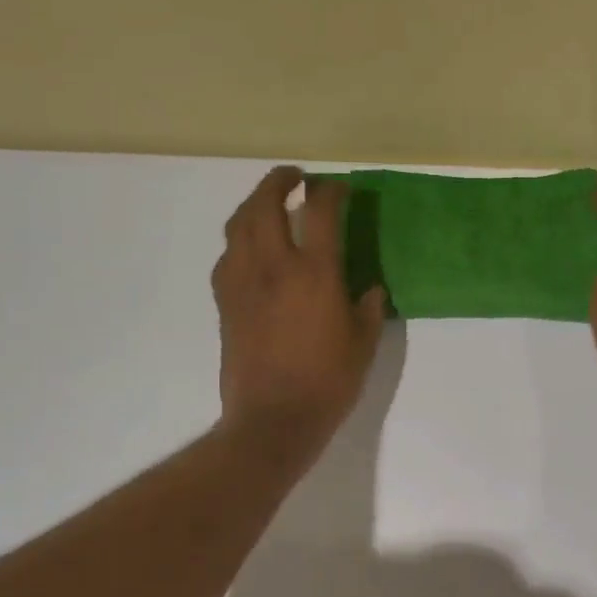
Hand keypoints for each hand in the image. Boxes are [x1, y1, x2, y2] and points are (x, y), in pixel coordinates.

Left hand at [213, 167, 385, 448]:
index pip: (320, 212)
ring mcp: (242, 282)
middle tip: (296, 177)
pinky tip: (252, 251)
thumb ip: (368, 310)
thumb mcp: (363, 346)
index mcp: (315, 274)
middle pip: (265, 203)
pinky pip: (228, 256)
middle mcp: (273, 267)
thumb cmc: (327, 384)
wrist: (273, 419)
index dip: (332, 191)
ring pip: (238, 224)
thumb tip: (371, 289)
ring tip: (269, 204)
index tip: (341, 187)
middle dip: (279, 181)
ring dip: (254, 204)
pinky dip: (240, 241)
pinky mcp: (225, 302)